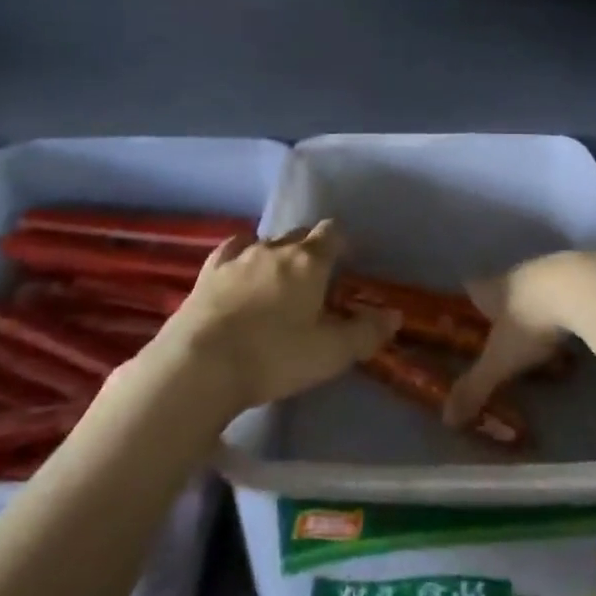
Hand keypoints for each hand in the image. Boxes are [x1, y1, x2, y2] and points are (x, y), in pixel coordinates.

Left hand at [162, 220, 400, 413]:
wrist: (202, 362)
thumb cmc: (274, 356)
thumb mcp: (330, 353)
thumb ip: (366, 333)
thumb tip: (394, 315)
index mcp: (310, 262)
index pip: (332, 233)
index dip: (341, 243)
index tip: (345, 261)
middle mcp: (276, 248)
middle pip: (300, 234)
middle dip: (310, 249)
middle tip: (314, 280)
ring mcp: (239, 257)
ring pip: (267, 242)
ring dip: (276, 254)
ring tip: (277, 280)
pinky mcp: (209, 271)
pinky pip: (232, 250)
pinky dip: (242, 255)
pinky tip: (240, 269)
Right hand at [444, 250, 595, 430]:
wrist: (583, 288)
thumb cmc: (532, 321)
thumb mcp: (501, 360)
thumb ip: (476, 387)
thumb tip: (447, 419)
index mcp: (493, 289)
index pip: (472, 288)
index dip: (469, 299)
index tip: (467, 312)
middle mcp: (518, 274)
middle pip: (505, 286)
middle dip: (504, 306)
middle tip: (507, 330)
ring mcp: (552, 271)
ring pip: (538, 287)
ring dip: (538, 305)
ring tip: (544, 332)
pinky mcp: (583, 274)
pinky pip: (570, 290)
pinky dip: (569, 306)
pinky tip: (577, 324)